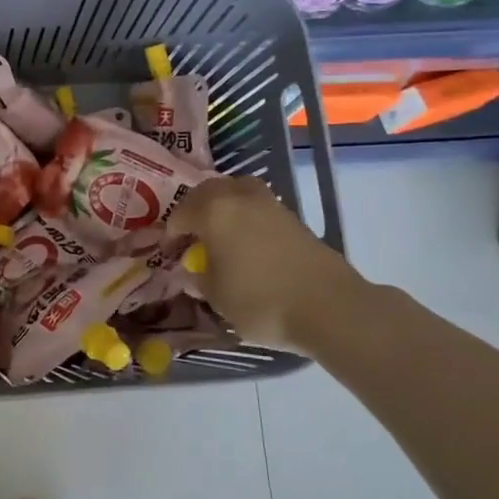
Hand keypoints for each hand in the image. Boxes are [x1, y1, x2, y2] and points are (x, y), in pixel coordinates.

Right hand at [174, 176, 368, 353]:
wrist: (329, 307)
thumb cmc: (260, 301)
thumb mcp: (216, 297)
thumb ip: (199, 278)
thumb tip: (194, 270)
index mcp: (213, 211)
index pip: (180, 214)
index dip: (170, 235)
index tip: (170, 256)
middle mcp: (239, 197)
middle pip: (207, 192)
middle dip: (194, 210)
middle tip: (190, 236)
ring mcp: (270, 204)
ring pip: (236, 192)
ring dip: (222, 207)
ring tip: (219, 233)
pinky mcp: (293, 218)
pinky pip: (257, 207)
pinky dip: (245, 217)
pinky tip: (246, 243)